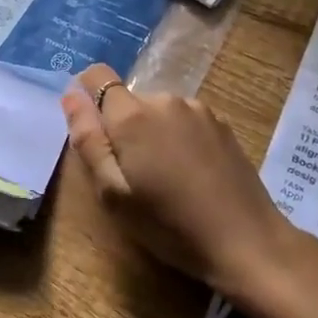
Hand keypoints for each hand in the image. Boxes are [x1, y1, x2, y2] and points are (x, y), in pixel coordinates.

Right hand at [61, 65, 295, 299]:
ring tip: (165, 179)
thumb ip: (88, 140)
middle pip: (128, 100)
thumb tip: (71, 95)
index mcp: (132, 115)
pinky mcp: (221, 124)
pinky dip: (178, 139)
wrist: (246, 241)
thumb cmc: (169, 224)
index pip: (97, 76)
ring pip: (157, 111)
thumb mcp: (113, 193)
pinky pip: (184, 121)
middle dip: (121, 127)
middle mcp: (165, 100)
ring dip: (152, 134)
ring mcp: (198, 109)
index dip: (87, 97)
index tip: (93, 133)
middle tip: (132, 175)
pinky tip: (191, 175)